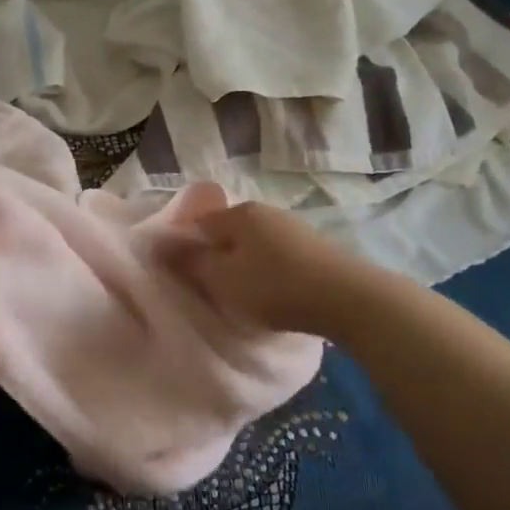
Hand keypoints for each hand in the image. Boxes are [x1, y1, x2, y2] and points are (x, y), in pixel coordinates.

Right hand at [163, 194, 369, 338]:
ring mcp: (294, 227)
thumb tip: (161, 244)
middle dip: (217, 255)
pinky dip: (270, 270)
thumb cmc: (275, 287)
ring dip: (245, 264)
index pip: (198, 221)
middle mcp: (266, 211)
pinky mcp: (316, 247)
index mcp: (239, 213)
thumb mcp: (222, 280)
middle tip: (211, 287)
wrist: (349, 298)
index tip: (183, 274)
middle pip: (228, 231)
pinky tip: (274, 292)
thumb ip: (190, 262)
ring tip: (242, 294)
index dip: (186, 245)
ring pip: (255, 243)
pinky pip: (279, 255)